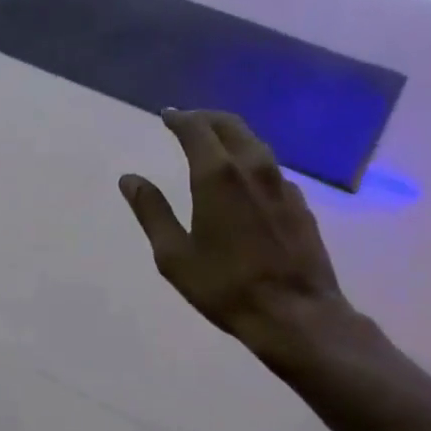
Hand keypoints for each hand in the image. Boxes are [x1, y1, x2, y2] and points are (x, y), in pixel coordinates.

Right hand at [120, 110, 352, 353]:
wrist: (295, 314)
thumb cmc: (225, 287)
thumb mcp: (174, 255)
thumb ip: (152, 212)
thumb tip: (129, 179)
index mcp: (217, 175)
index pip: (196, 129)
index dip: (179, 118)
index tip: (167, 115)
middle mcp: (253, 168)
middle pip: (230, 126)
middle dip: (206, 119)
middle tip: (188, 121)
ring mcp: (282, 185)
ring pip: (255, 144)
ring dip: (232, 136)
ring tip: (215, 145)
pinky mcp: (300, 204)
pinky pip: (272, 169)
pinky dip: (252, 163)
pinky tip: (246, 182)